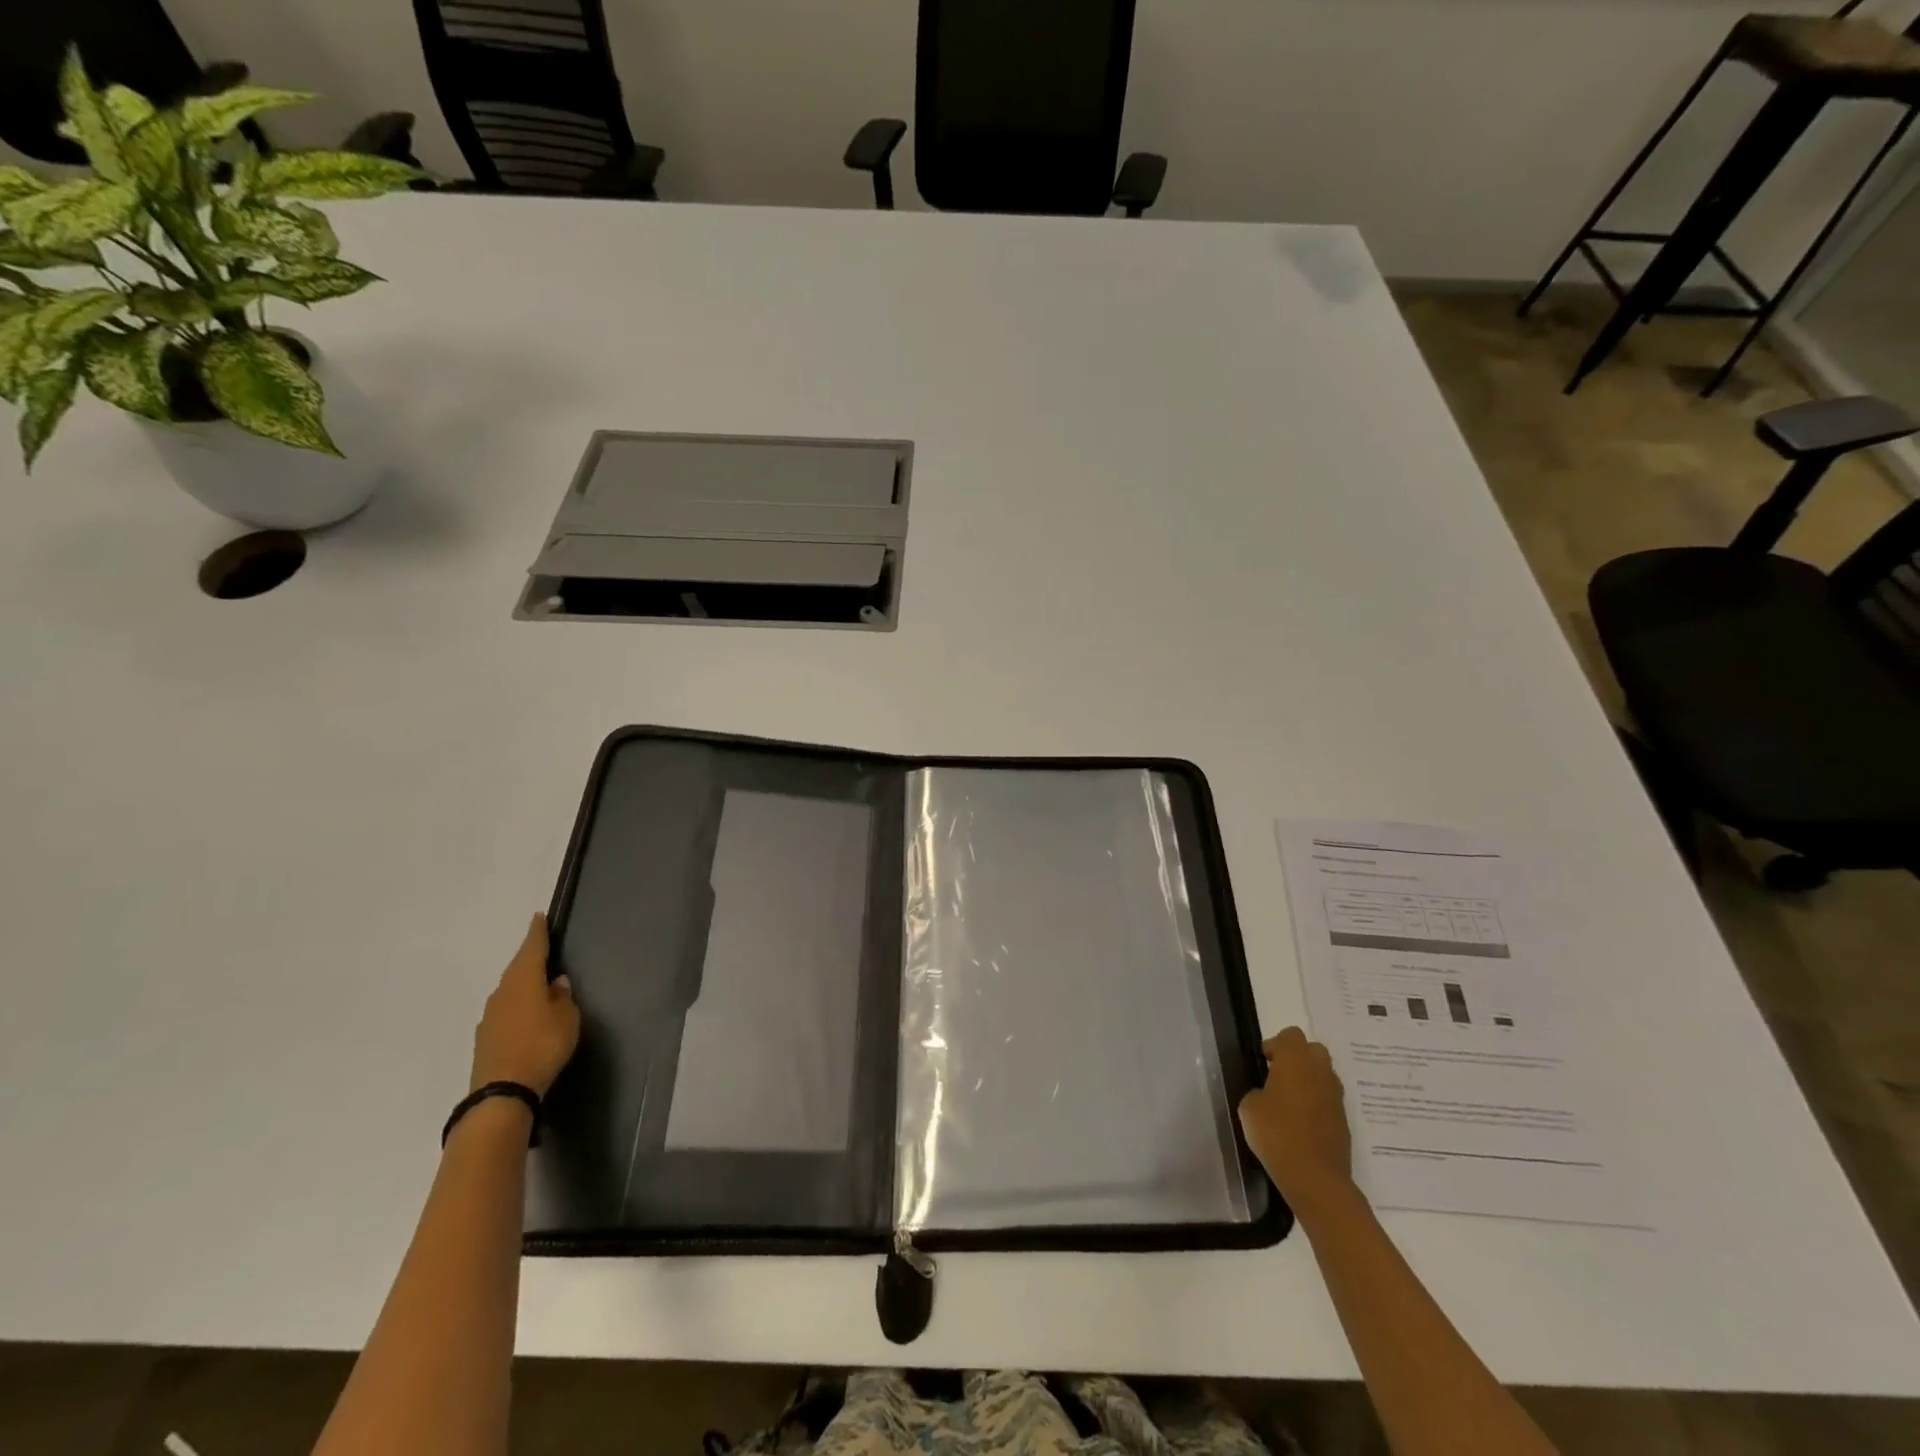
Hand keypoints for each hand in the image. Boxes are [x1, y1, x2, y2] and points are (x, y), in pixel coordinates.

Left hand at [470, 914, 579, 1096]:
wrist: (502, 1092)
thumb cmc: (543, 1046)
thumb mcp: (567, 1019)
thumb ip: (563, 997)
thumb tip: (556, 982)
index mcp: (524, 981)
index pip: (532, 949)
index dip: (537, 933)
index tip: (538, 917)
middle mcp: (503, 993)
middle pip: (517, 969)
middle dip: (529, 959)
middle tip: (542, 950)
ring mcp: (490, 1017)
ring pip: (509, 991)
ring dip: (523, 985)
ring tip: (538, 986)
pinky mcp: (485, 1039)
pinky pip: (505, 1011)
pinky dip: (517, 1006)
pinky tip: (526, 1015)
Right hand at [1239, 1026, 1353, 1211]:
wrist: (1315, 1177)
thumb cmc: (1277, 1134)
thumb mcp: (1250, 1108)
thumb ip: (1258, 1092)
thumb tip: (1267, 1095)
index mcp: (1296, 1061)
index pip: (1291, 1035)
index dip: (1276, 1045)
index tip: (1264, 1063)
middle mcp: (1320, 1072)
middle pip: (1313, 1049)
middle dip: (1297, 1057)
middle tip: (1278, 1076)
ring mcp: (1336, 1097)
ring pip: (1324, 1074)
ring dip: (1309, 1080)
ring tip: (1290, 1101)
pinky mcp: (1343, 1120)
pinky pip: (1329, 1099)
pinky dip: (1317, 1102)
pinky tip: (1302, 1122)